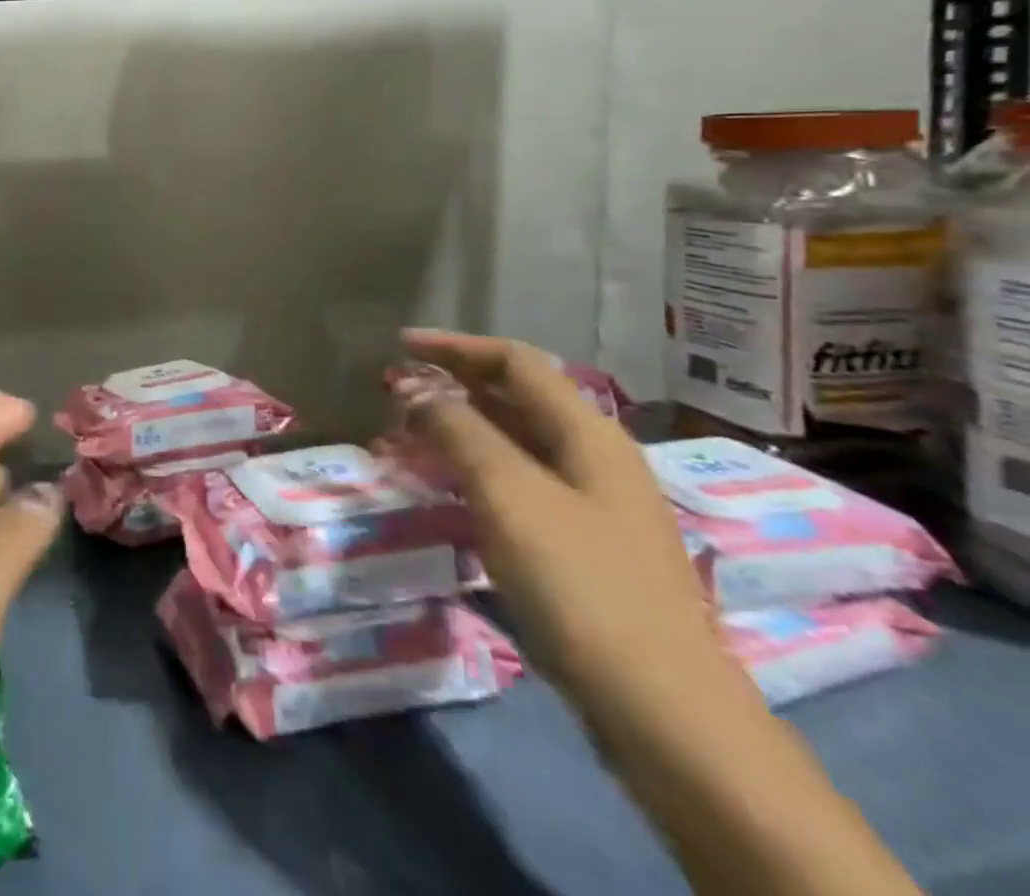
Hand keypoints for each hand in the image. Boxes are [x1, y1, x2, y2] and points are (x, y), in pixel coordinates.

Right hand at [384, 331, 746, 739]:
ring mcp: (592, 504)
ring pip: (514, 444)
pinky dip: (475, 472)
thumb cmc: (582, 584)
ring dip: (458, 431)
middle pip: (515, 399)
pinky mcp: (582, 545)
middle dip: (451, 387)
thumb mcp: (510, 495)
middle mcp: (594, 457)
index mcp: (587, 432)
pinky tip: (445, 489)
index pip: (515, 362)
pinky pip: (518, 485)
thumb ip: (459, 430)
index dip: (455, 347)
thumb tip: (415, 388)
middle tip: (393, 394)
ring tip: (406, 437)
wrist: (664, 711)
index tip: (399, 345)